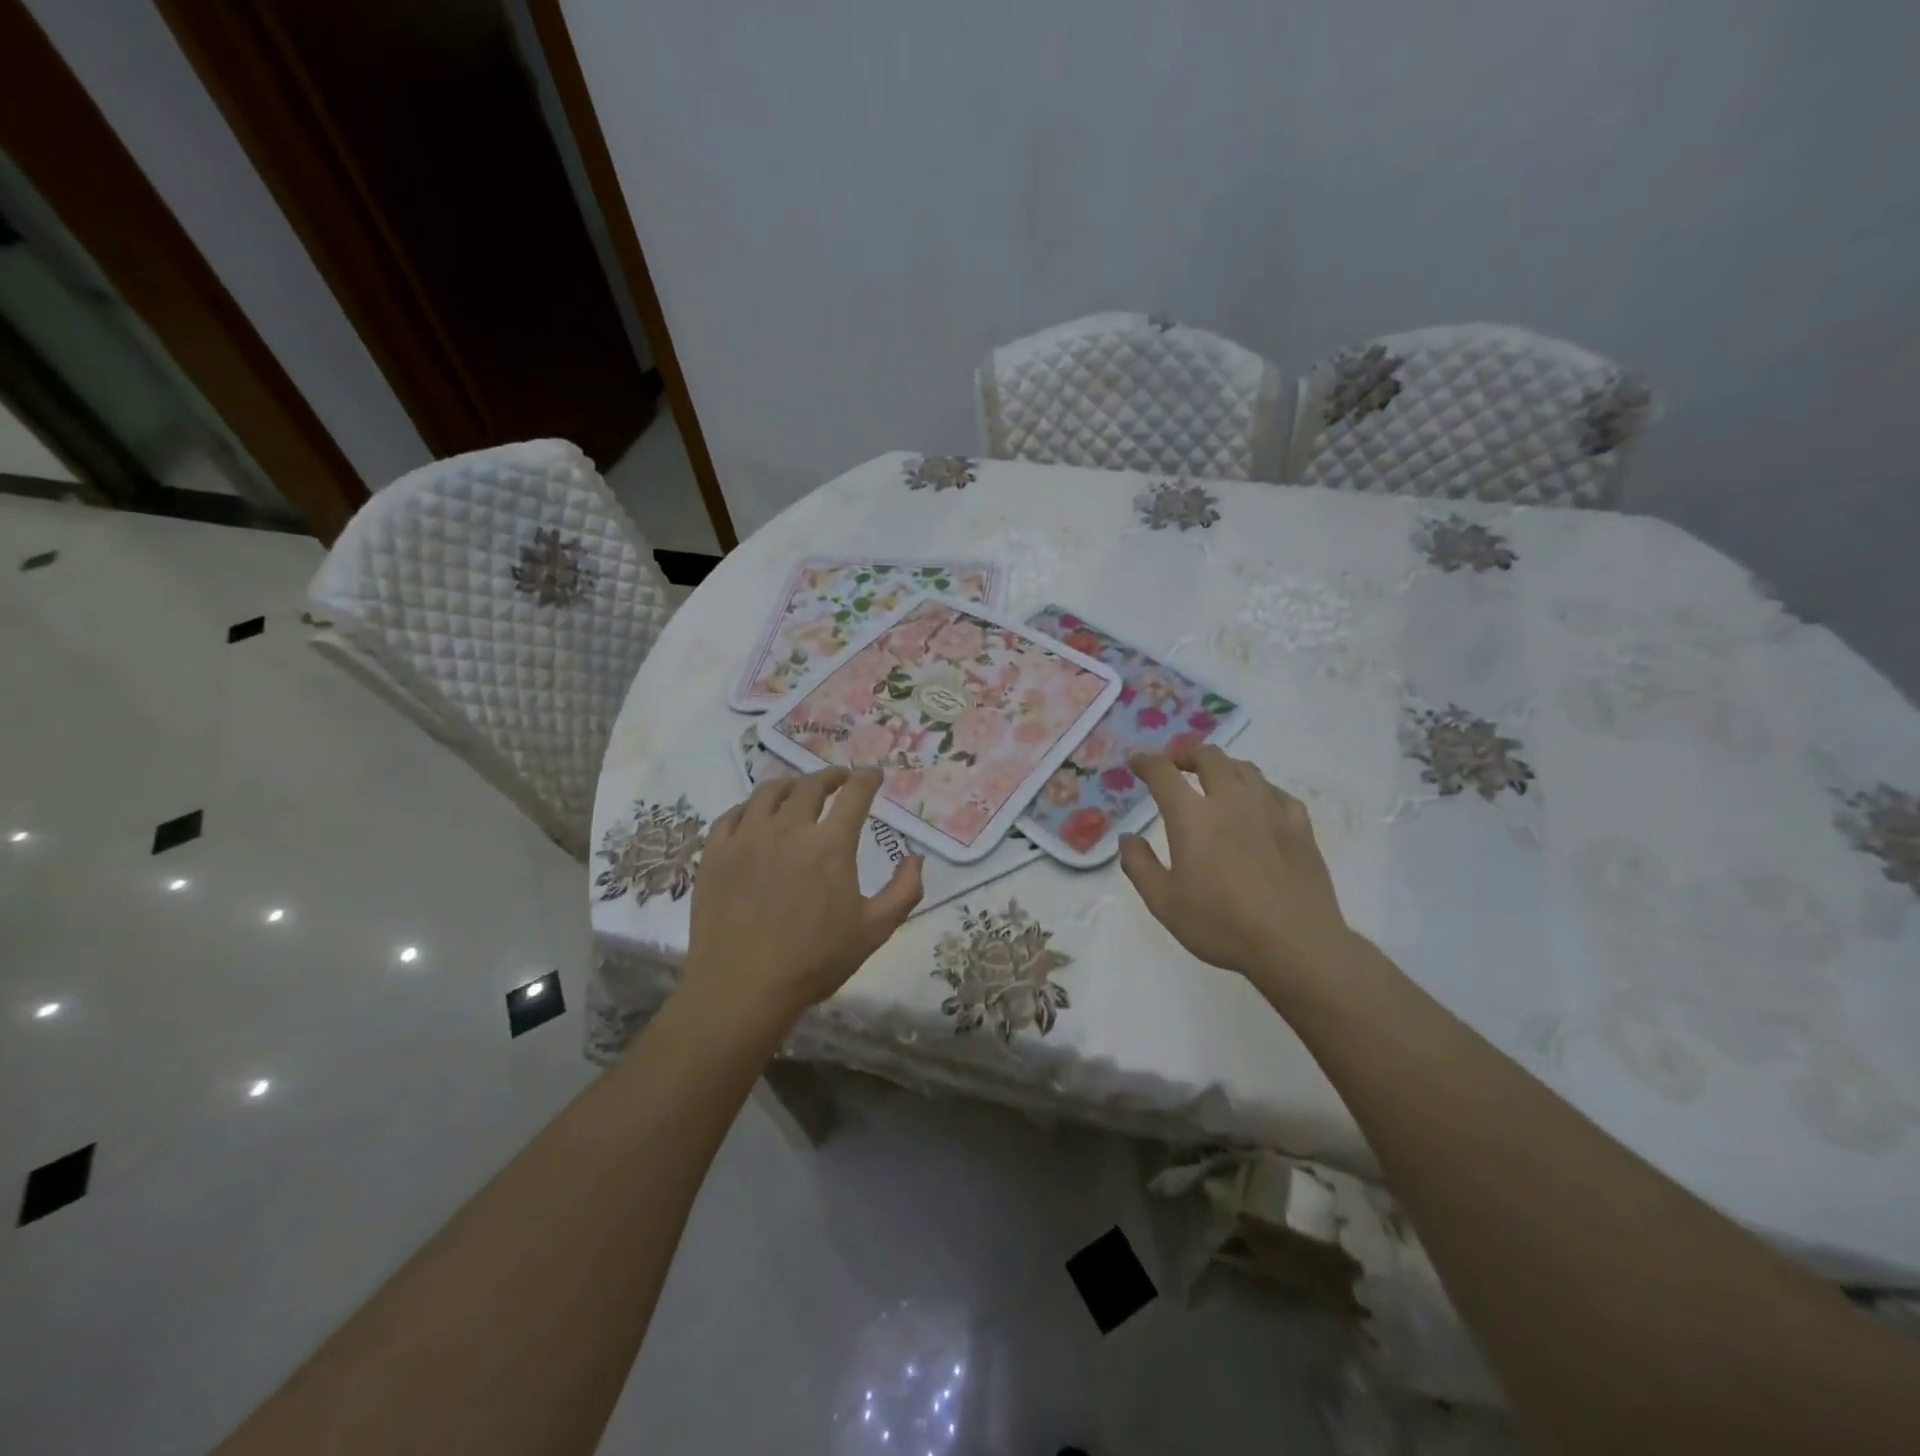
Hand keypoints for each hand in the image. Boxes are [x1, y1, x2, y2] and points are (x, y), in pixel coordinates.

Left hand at [681, 767, 923, 1028]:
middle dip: (831, 776)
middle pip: (811, 785)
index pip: (854, 794)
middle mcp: (788, 828)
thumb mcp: (875, 930)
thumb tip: (915, 858)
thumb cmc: (814, 961)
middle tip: (839, 780)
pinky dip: (750, 808)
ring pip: (768, 792)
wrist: (742, 988)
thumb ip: (904, 890)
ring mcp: (747, 837)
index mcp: (830, 844)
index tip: (873, 774)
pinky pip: (732, 815)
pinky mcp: (715, 853)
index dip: (867, 779)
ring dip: (790, 785)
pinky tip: (754, 816)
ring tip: (798, 790)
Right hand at [1119, 747, 1350, 994]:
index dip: (1146, 762)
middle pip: (1209, 757)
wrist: (1295, 943)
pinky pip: (1276, 792)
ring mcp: (1270, 809)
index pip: (1163, 773)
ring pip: (1245, 768)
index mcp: (1192, 816)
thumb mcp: (1164, 903)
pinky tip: (1257, 805)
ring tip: (1215, 781)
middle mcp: (1230, 800)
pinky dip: (1258, 789)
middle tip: (1176, 768)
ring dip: (1223, 767)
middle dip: (1187, 755)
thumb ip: (1139, 865)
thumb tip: (1128, 838)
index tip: (1136, 763)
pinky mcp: (1299, 825)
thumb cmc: (1221, 924)